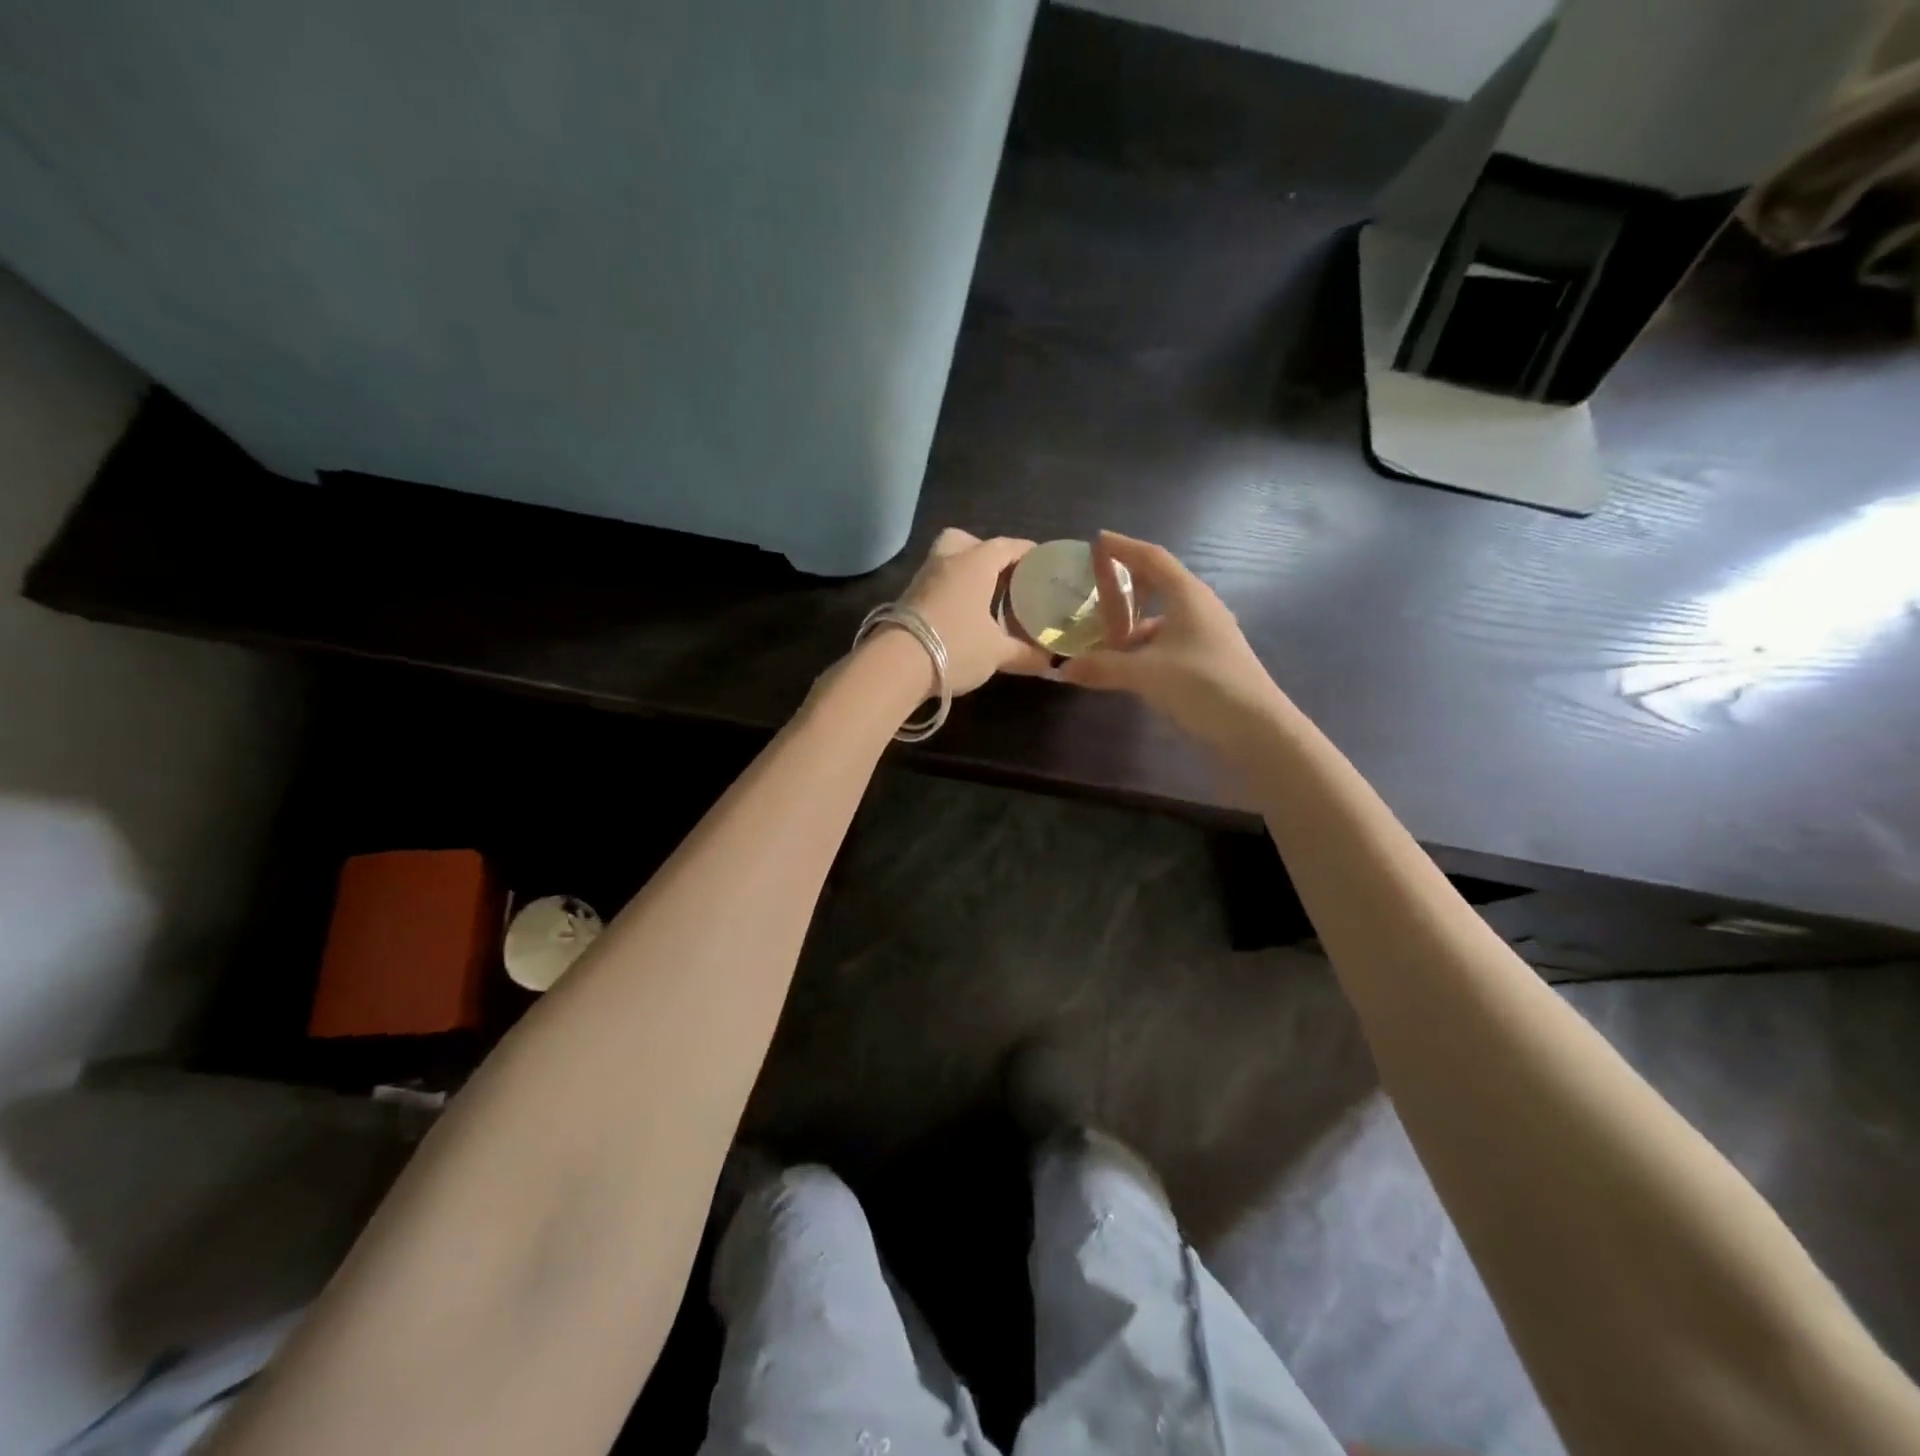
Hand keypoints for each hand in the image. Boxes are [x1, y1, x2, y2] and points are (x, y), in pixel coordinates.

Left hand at [898, 528, 1050, 694]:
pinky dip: (949, 592)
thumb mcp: (997, 653)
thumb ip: (1026, 653)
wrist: (896, 665)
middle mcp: (947, 561)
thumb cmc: (956, 647)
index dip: (1026, 552)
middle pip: (967, 541)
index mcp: (974, 563)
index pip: (1006, 546)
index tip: (1041, 563)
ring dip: (964, 574)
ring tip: (984, 601)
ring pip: (946, 561)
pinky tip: (961, 616)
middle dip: (985, 552)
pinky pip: (935, 584)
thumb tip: (1051, 661)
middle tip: (1002, 577)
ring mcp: (922, 579)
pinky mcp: (906, 600)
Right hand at [1061, 530, 1287, 744]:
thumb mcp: (1146, 675)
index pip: (1152, 558)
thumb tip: (1063, 669)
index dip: (1124, 547)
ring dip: (1135, 617)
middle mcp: (1200, 606)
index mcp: (1188, 596)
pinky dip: (1146, 642)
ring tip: (1105, 631)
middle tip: (1094, 588)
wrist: (1256, 728)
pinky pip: (1170, 637)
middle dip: (1126, 582)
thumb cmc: (1203, 686)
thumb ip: (1103, 668)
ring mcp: (1208, 632)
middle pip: (1159, 582)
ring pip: (1164, 613)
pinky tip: (1130, 662)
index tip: (1097, 541)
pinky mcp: (1209, 657)